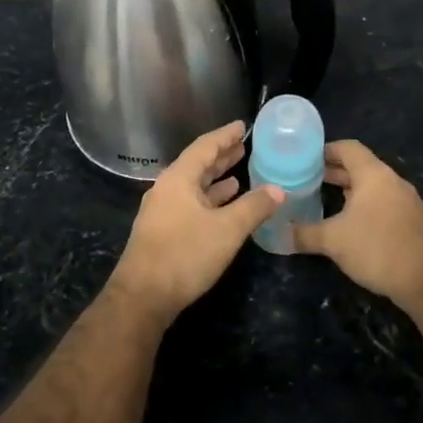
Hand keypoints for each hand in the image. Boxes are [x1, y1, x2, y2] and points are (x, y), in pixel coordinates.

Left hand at [108, 122, 283, 322]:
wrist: (143, 296)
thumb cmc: (185, 254)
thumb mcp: (227, 229)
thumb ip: (254, 207)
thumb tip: (279, 189)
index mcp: (178, 179)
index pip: (204, 147)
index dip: (225, 135)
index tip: (243, 126)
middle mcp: (167, 189)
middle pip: (197, 165)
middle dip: (221, 157)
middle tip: (244, 147)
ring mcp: (162, 211)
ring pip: (194, 187)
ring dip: (216, 180)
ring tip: (240, 174)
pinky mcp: (163, 231)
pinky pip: (190, 205)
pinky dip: (210, 200)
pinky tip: (225, 206)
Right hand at [293, 140, 422, 306]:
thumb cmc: (377, 249)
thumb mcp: (333, 241)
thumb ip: (303, 234)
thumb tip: (276, 235)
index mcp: (373, 175)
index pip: (348, 148)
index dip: (325, 150)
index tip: (303, 158)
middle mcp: (391, 181)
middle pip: (359, 166)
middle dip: (332, 171)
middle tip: (305, 179)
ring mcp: (404, 200)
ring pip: (371, 185)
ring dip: (348, 189)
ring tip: (322, 198)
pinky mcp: (410, 219)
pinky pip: (381, 201)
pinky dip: (362, 204)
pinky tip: (348, 222)